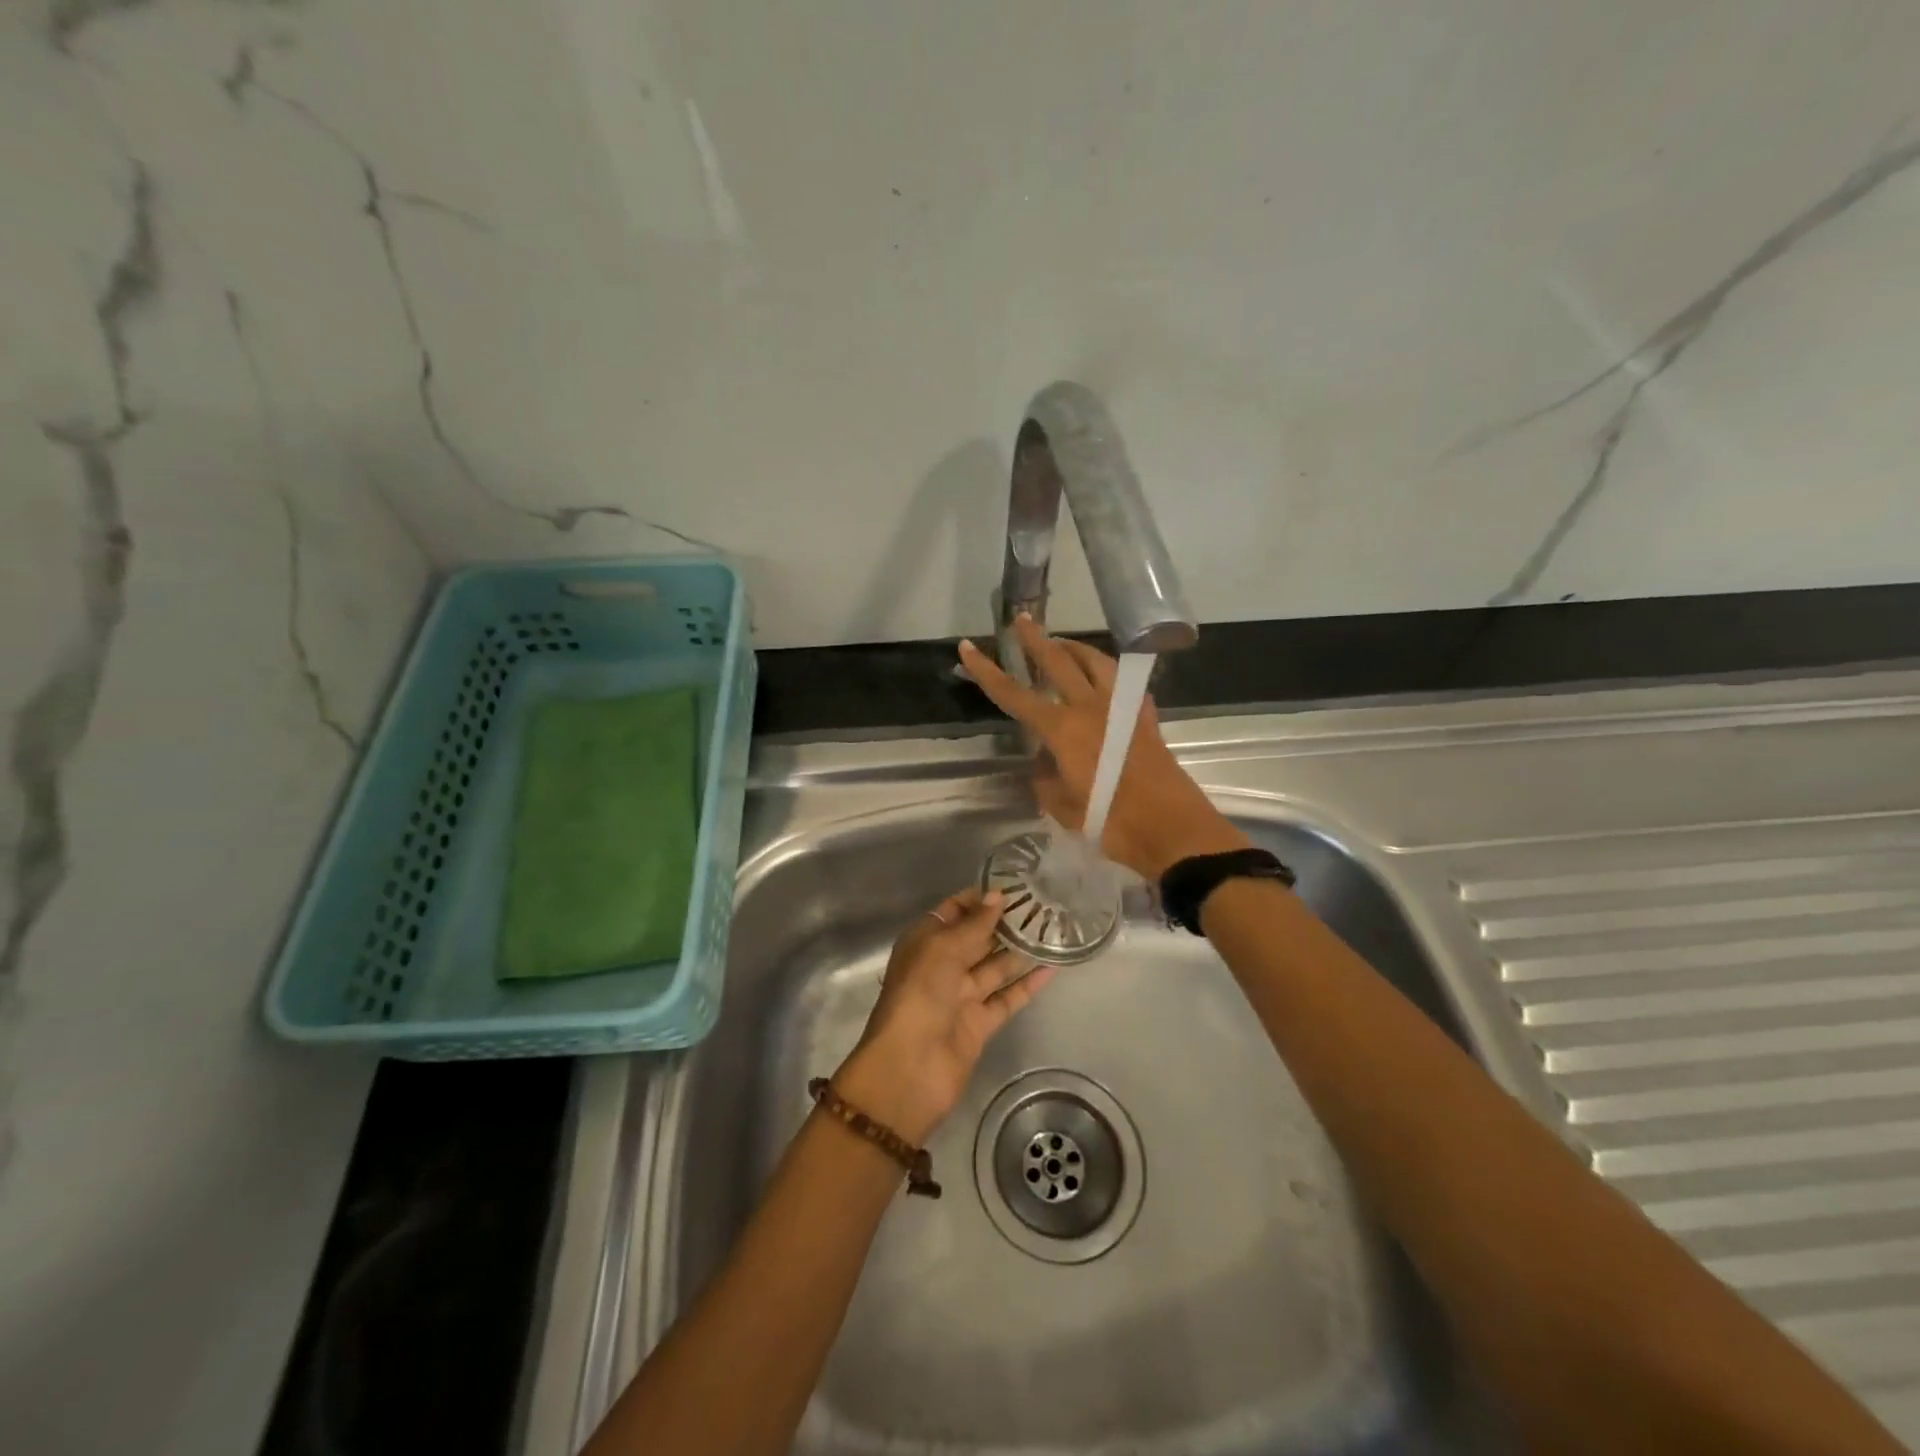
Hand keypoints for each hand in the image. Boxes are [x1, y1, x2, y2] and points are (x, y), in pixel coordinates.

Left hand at [833, 887, 1054, 1144]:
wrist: (909, 1067)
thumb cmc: (919, 994)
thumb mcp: (942, 949)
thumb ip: (974, 924)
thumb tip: (998, 896)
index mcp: (925, 942)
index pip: (953, 911)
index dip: (979, 899)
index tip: (1014, 886)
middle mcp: (942, 966)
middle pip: (977, 938)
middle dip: (1005, 922)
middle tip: (1043, 904)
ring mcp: (962, 996)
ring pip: (995, 967)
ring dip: (1020, 950)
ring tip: (1054, 930)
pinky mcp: (980, 1023)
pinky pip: (1007, 997)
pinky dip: (1027, 984)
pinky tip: (1053, 967)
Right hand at [959, 615, 1249, 880]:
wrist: (1169, 827)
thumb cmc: (1109, 821)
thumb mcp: (1062, 806)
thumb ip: (1046, 778)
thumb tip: (1046, 760)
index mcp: (1062, 728)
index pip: (1014, 693)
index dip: (987, 671)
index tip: (968, 648)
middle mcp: (1090, 707)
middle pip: (1057, 661)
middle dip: (1035, 639)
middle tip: (1022, 620)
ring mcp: (1121, 708)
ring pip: (1095, 661)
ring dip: (1075, 648)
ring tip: (1062, 644)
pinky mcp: (1144, 716)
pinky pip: (1123, 682)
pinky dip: (1107, 673)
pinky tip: (1104, 679)